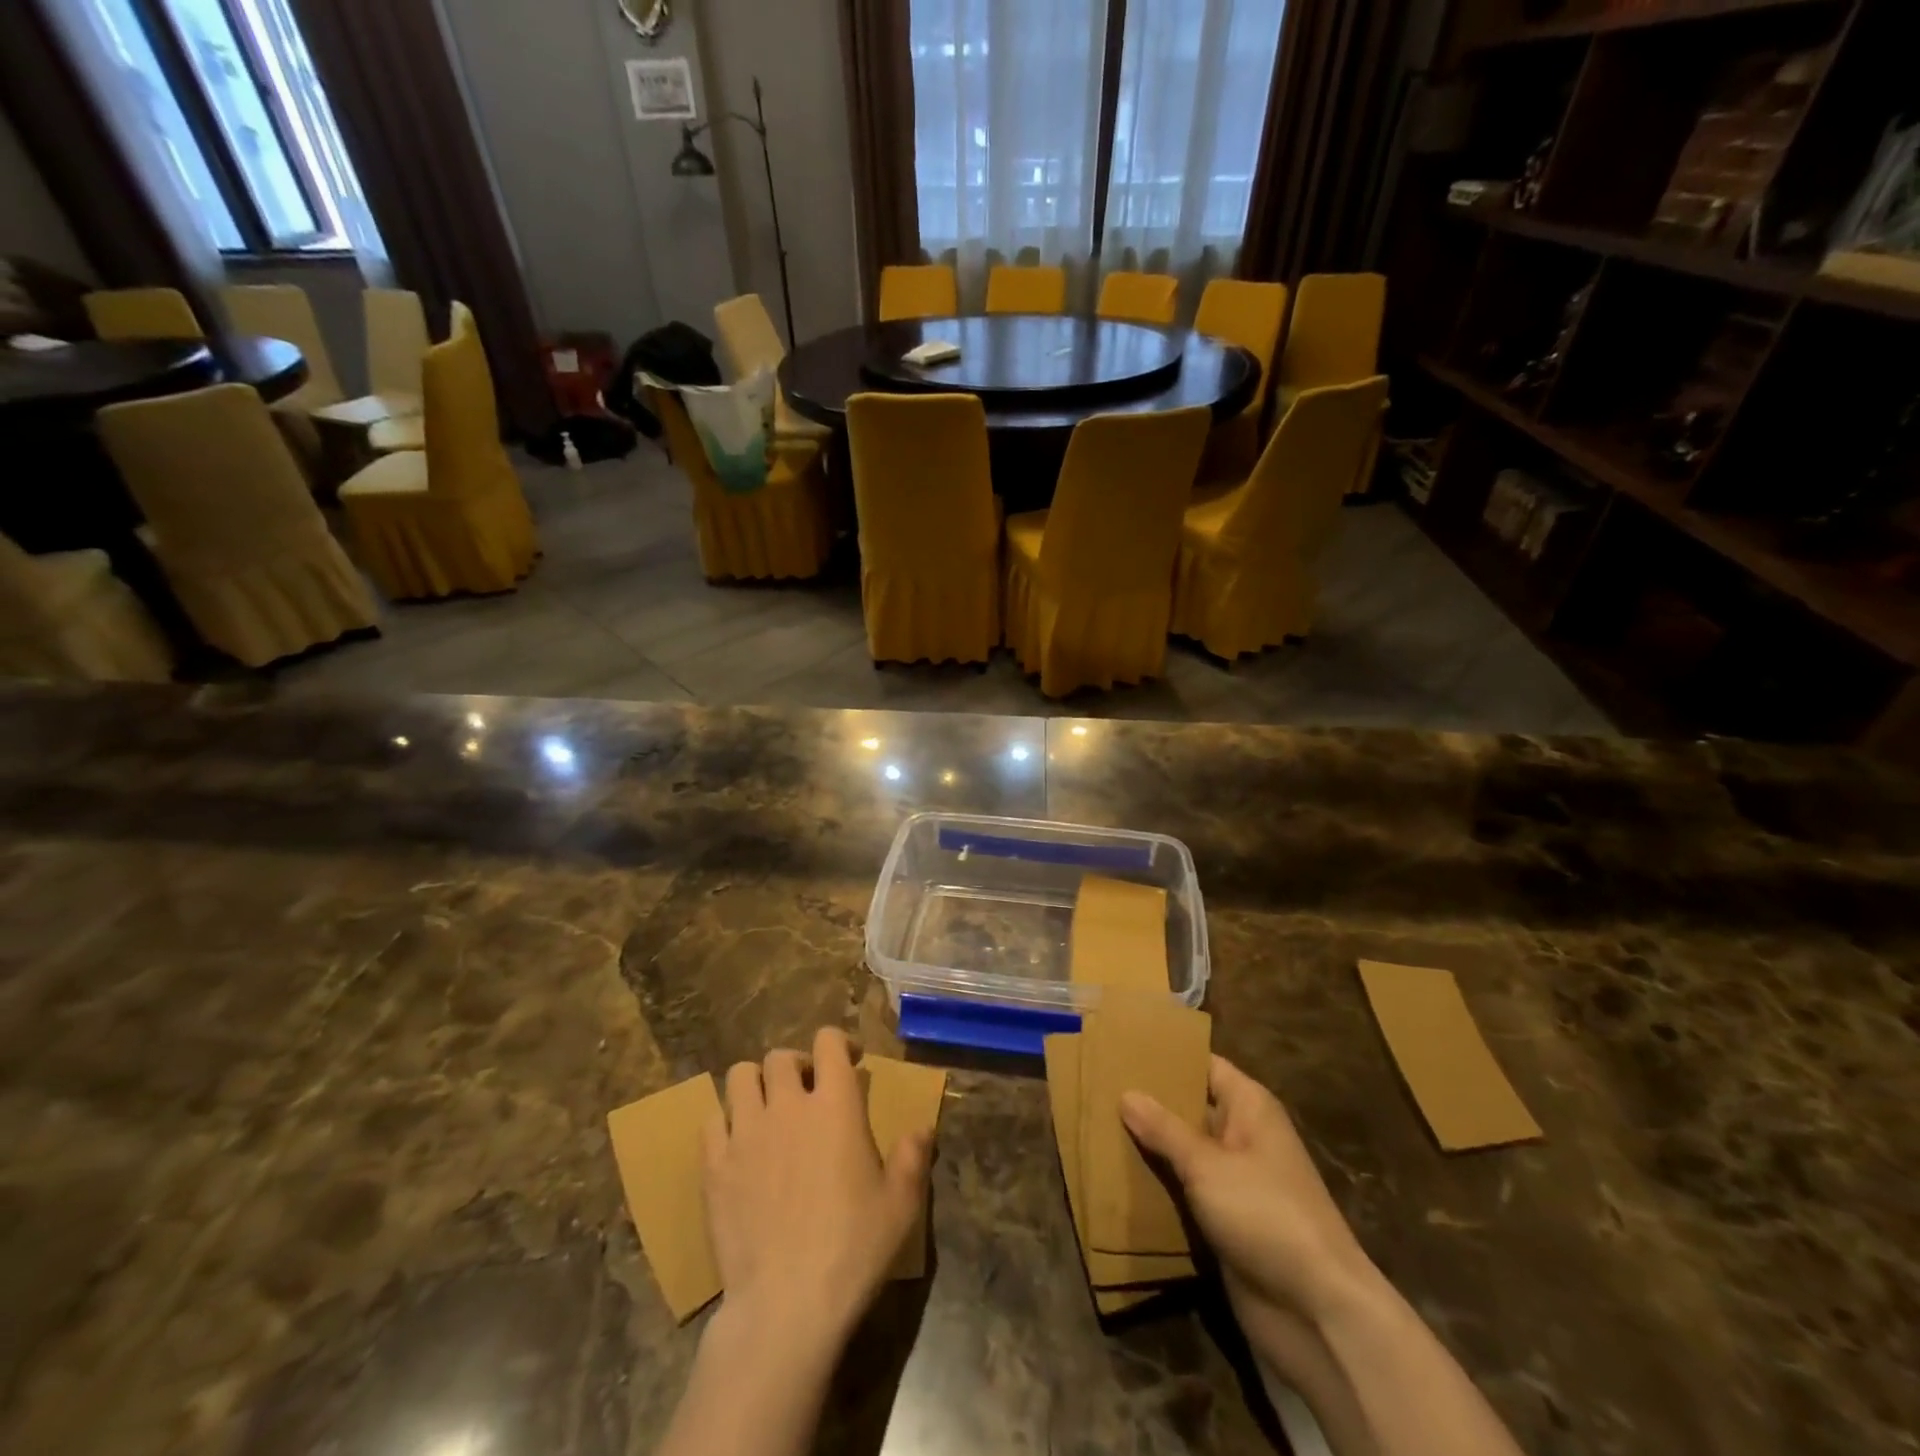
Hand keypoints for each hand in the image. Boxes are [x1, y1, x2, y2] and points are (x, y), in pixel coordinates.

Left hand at [703, 1027, 931, 1352]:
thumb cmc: (852, 1249)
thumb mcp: (901, 1205)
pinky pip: (711, 1120)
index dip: (838, 1042)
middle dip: (795, 1065)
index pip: (828, 1042)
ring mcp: (745, 1133)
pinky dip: (725, 1121)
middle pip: (780, 1057)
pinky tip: (738, 1146)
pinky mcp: (714, 1166)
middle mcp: (787, 1105)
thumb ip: (913, 1158)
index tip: (849, 1061)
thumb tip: (922, 1128)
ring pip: (740, 1076)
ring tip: (768, 1110)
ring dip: (756, 1084)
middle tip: (806, 1092)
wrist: (785, 1304)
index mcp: (835, 1105)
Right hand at [1121, 1056, 1376, 1365]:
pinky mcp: (1225, 1221)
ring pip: (1183, 1151)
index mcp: (1249, 1108)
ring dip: (1148, 1146)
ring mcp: (1234, 1181)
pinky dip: (1157, 1185)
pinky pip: (1184, 1191)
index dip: (1166, 1055)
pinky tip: (1115, 1176)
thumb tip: (1126, 1094)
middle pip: (1189, 1108)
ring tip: (1095, 1126)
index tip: (1120, 1047)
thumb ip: (1164, 1129)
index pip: (1203, 1065)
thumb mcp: (1208, 1165)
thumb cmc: (1266, 1215)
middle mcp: (1242, 1136)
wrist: (1317, 1313)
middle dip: (1148, 1101)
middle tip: (1097, 1086)